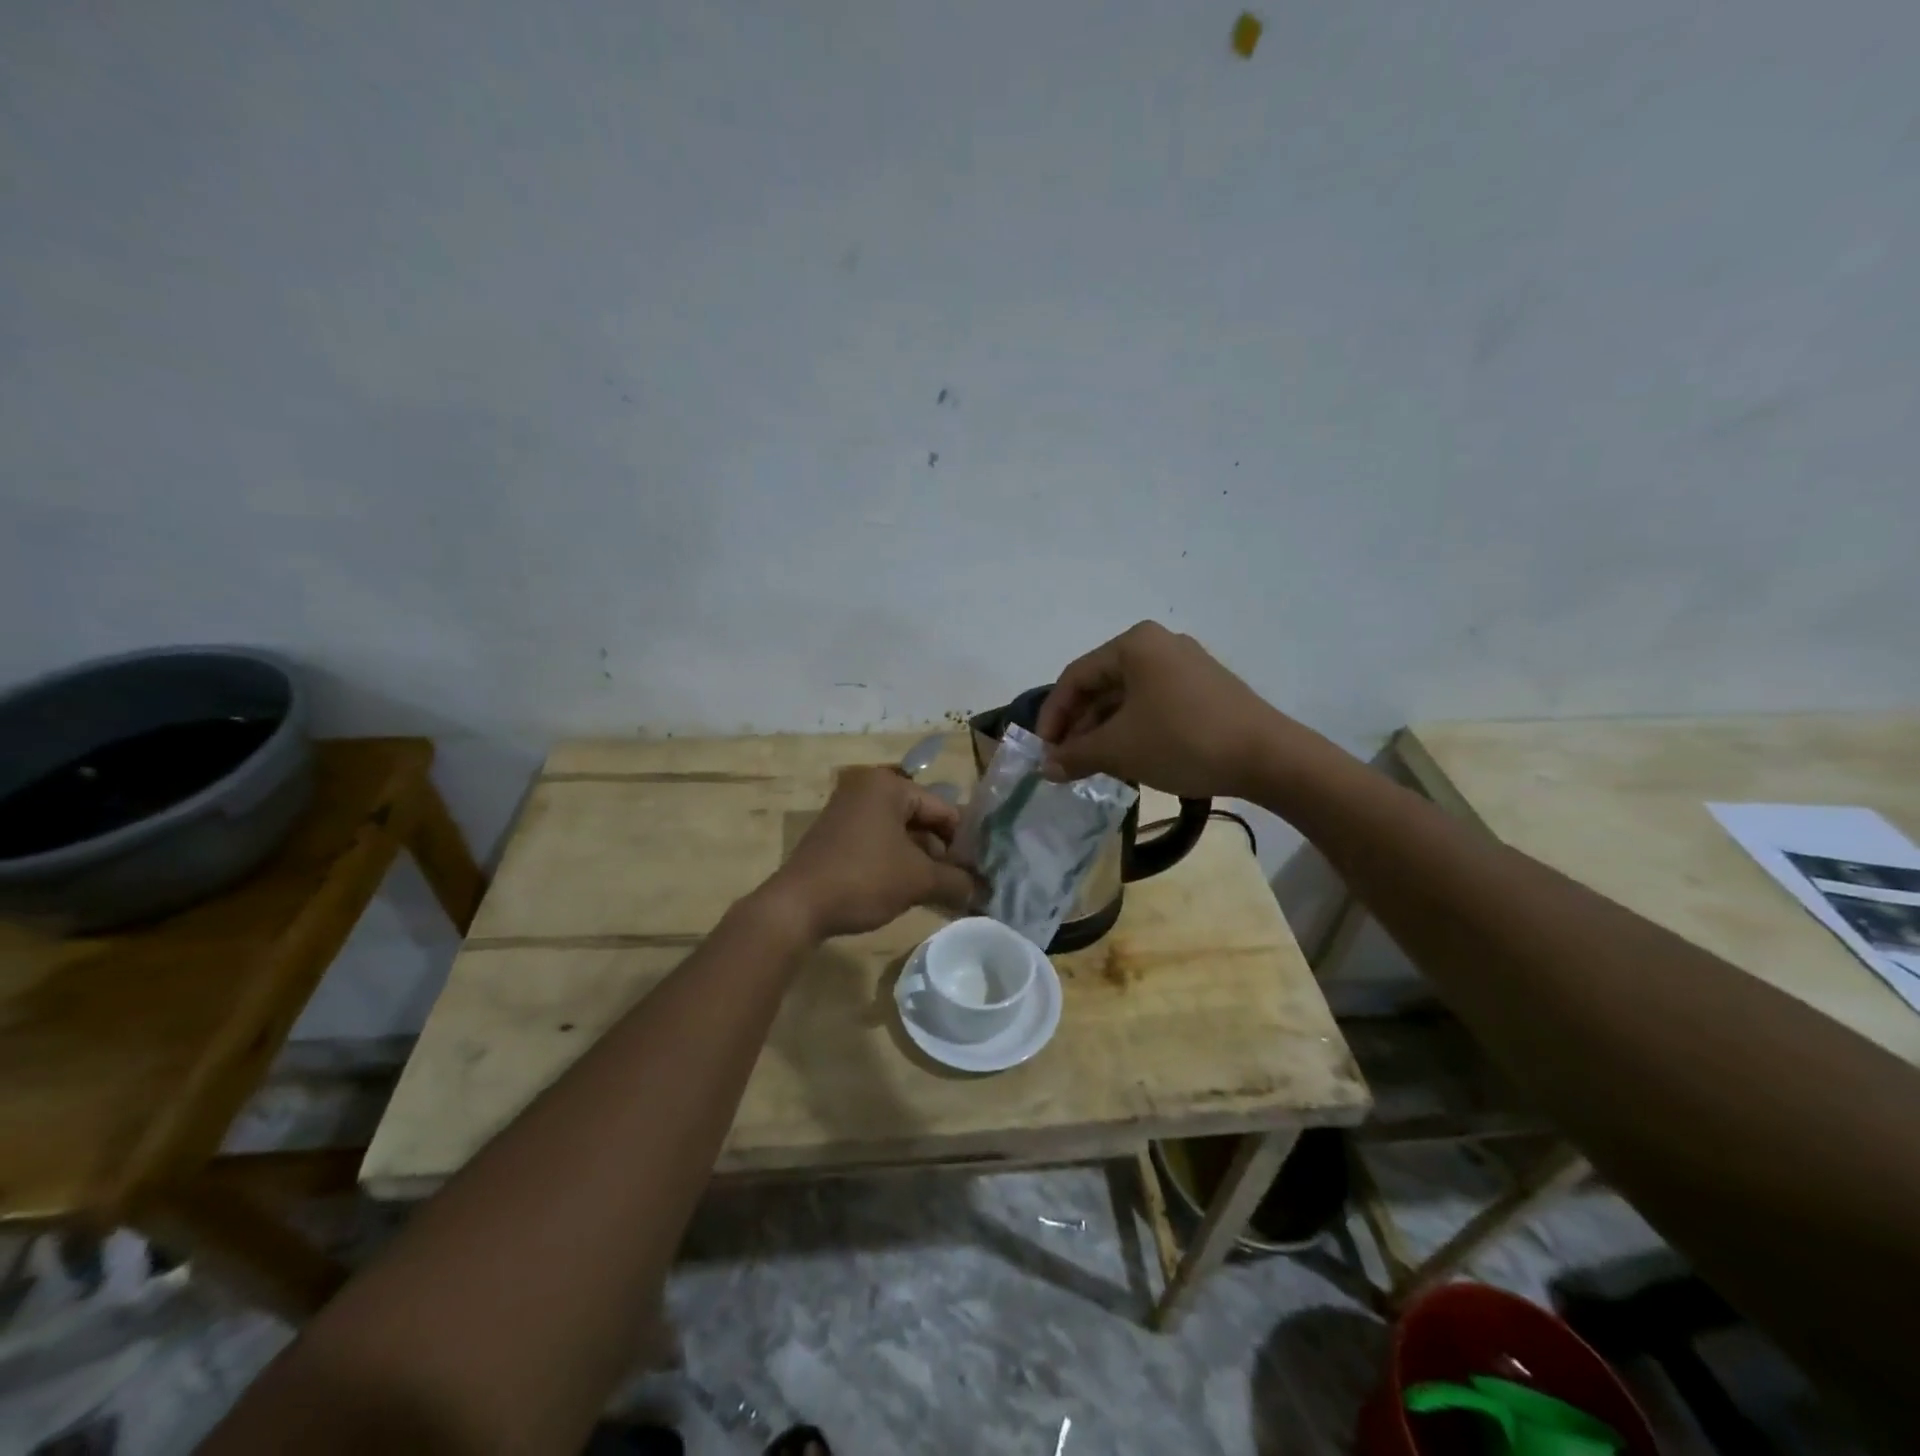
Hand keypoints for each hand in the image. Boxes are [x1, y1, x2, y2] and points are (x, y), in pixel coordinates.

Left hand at [764, 766, 976, 940]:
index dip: (964, 843)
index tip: (978, 873)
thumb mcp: (918, 880)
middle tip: (960, 885)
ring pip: (900, 834)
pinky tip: (908, 890)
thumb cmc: (863, 879)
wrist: (797, 906)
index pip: (943, 809)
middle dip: (941, 854)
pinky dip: (896, 863)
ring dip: (921, 862)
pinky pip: (878, 843)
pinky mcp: (835, 835)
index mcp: (888, 786)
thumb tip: (983, 891)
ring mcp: (847, 811)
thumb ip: (956, 881)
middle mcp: (866, 788)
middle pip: (921, 820)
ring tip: (939, 892)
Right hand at [1036, 621, 1291, 797]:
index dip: (1053, 716)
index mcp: (1134, 644)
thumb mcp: (1120, 749)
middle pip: (1101, 685)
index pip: (1075, 677)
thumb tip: (1045, 768)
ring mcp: (1185, 665)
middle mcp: (1159, 644)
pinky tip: (1126, 758)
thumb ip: (1075, 755)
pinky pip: (1153, 703)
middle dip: (1079, 726)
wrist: (1269, 757)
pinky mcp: (1204, 688)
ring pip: (1127, 697)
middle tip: (1065, 762)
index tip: (1043, 751)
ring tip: (1092, 766)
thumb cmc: (1183, 741)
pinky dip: (1132, 729)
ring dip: (1104, 731)